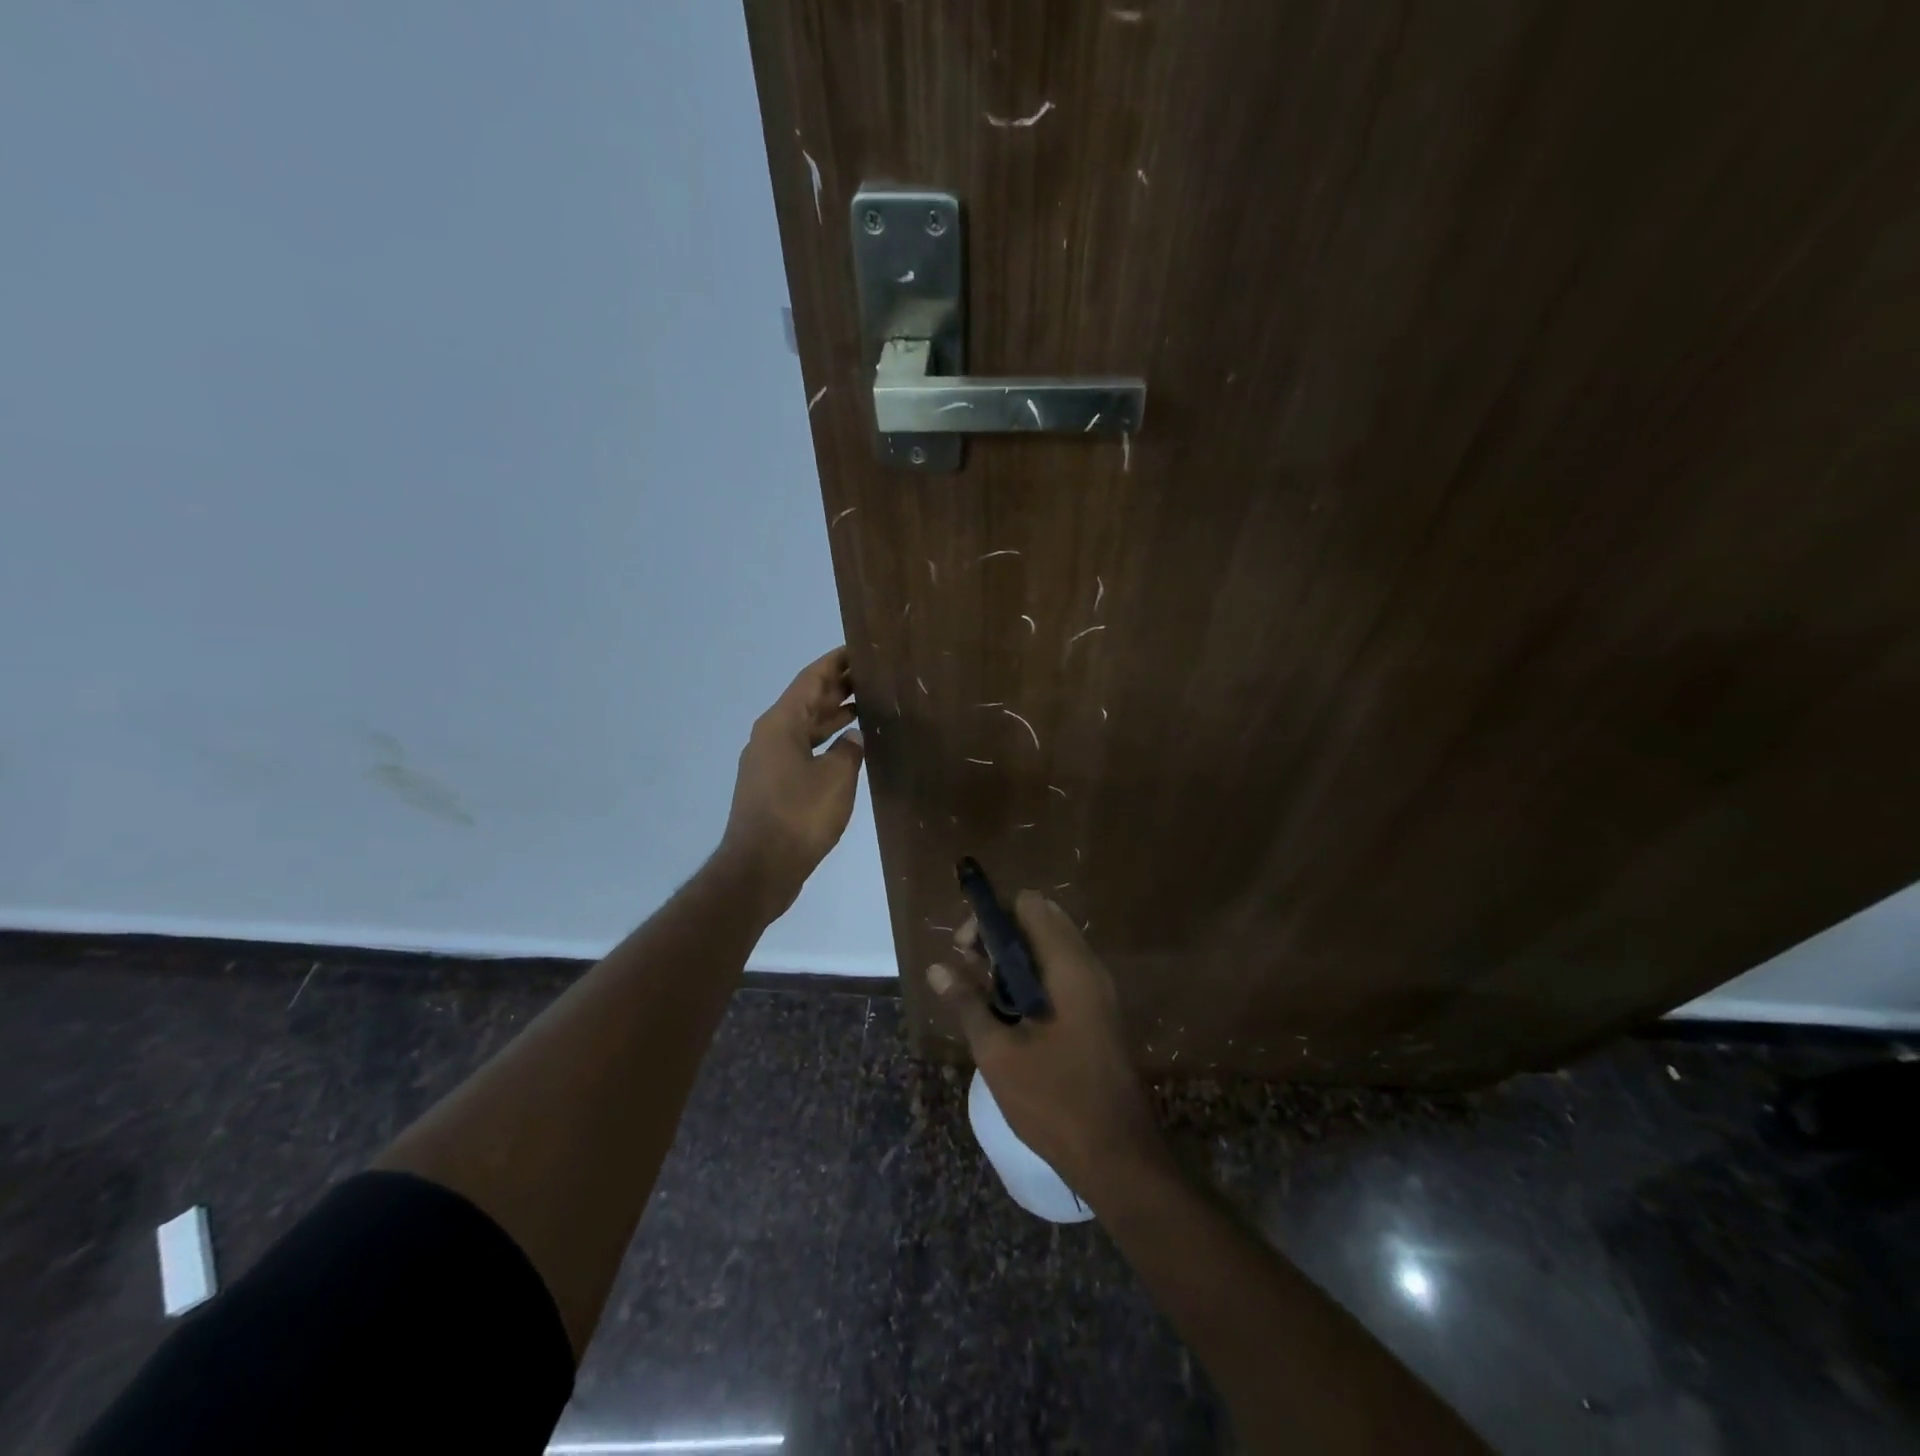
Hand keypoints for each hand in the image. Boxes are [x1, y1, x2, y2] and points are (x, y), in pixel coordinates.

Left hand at [721, 647, 864, 917]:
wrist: (760, 868)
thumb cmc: (799, 816)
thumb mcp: (835, 778)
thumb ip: (849, 750)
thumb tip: (852, 738)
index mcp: (780, 724)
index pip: (810, 679)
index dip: (835, 663)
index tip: (858, 649)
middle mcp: (770, 736)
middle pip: (806, 701)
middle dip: (837, 688)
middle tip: (872, 677)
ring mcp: (768, 762)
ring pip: (804, 727)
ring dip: (832, 716)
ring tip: (866, 706)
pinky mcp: (772, 786)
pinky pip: (802, 750)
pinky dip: (825, 743)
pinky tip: (848, 749)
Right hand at [928, 894, 1168, 1200]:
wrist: (1117, 1156)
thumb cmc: (1054, 1100)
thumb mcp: (999, 1053)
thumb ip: (967, 1004)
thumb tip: (936, 969)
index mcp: (1069, 966)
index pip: (1030, 905)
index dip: (992, 916)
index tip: (965, 950)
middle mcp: (1088, 967)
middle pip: (1041, 921)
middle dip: (1001, 935)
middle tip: (971, 968)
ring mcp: (1098, 991)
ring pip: (1051, 949)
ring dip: (1015, 959)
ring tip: (982, 993)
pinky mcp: (1099, 1013)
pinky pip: (1062, 974)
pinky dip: (1033, 978)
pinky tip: (1008, 1013)